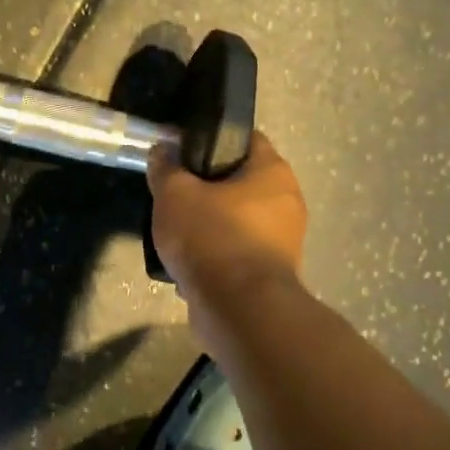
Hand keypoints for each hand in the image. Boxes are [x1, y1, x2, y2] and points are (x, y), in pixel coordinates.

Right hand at [147, 131, 307, 306]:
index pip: (245, 139)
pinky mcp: (271, 273)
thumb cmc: (212, 237)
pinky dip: (216, 254)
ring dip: (210, 224)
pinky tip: (189, 262)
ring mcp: (283, 241)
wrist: (239, 310)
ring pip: (237, 220)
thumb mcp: (174, 194)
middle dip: (206, 187)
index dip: (211, 140)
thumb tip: (162, 149)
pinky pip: (237, 252)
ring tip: (176, 231)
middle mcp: (287, 201)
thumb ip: (166, 167)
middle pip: (240, 181)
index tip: (181, 152)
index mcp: (273, 172)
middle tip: (173, 193)